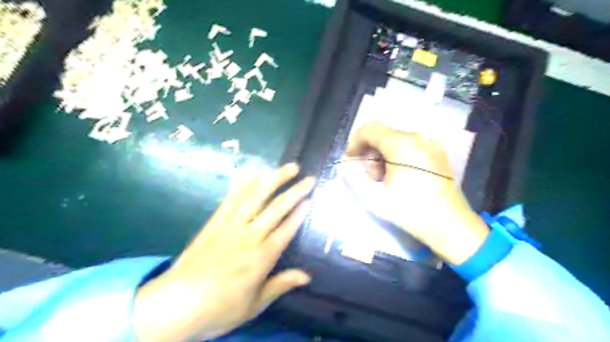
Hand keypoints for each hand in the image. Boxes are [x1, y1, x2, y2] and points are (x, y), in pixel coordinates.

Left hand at [132, 163, 313, 341]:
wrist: (175, 305)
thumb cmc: (218, 309)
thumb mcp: (254, 305)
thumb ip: (281, 285)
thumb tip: (307, 276)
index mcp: (261, 258)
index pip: (286, 229)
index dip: (300, 213)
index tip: (310, 199)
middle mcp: (249, 236)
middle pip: (276, 209)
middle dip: (295, 192)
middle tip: (309, 178)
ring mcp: (230, 226)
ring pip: (256, 197)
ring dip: (273, 180)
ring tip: (288, 168)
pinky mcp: (214, 223)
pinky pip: (231, 200)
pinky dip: (242, 185)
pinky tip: (252, 172)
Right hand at [345, 121, 488, 264]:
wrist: (450, 225)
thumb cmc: (410, 211)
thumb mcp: (374, 198)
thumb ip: (354, 177)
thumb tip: (346, 165)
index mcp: (402, 144)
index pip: (370, 129)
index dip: (355, 142)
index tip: (351, 160)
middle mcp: (418, 137)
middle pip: (383, 134)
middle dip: (369, 152)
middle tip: (368, 176)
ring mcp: (430, 144)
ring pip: (395, 140)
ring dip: (382, 155)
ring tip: (384, 179)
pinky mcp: (437, 152)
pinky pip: (410, 145)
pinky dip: (397, 155)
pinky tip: (399, 176)